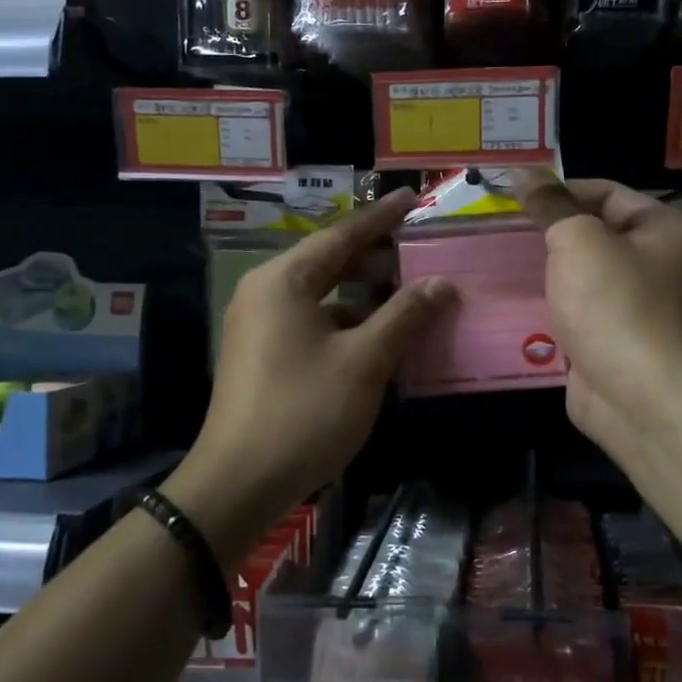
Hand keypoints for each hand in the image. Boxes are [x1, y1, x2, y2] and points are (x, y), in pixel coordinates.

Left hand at [166, 187, 452, 561]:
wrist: (239, 483)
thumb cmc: (304, 412)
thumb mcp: (364, 361)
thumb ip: (405, 315)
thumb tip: (442, 283)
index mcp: (284, 280)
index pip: (342, 235)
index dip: (381, 217)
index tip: (412, 197)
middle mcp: (266, 293)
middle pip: (330, 263)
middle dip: (377, 260)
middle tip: (423, 257)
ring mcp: (259, 326)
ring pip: (323, 297)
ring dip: (365, 298)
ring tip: (410, 301)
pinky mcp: (262, 357)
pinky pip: (312, 325)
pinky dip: (347, 326)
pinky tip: (380, 342)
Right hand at [508, 173, 681, 452]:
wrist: (635, 395)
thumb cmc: (613, 304)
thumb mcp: (577, 240)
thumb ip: (550, 204)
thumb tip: (522, 171)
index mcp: (669, 230)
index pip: (610, 192)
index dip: (562, 190)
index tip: (518, 197)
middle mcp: (665, 264)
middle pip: (600, 233)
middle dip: (553, 231)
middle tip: (507, 229)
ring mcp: (644, 306)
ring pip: (588, 274)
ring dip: (551, 270)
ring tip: (505, 261)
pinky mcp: (620, 339)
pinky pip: (583, 309)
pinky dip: (556, 304)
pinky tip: (519, 301)